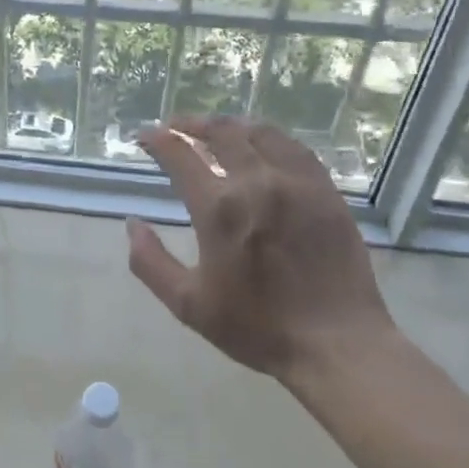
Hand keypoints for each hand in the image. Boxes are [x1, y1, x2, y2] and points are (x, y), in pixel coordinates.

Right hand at [127, 117, 395, 386]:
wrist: (336, 343)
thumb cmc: (258, 328)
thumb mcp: (189, 305)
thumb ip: (151, 263)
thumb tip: (132, 224)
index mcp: (218, 209)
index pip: (179, 155)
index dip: (157, 139)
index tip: (145, 136)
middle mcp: (255, 182)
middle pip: (219, 131)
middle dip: (191, 124)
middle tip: (176, 127)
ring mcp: (295, 182)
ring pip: (258, 132)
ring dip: (230, 125)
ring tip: (216, 129)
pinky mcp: (324, 190)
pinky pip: (294, 147)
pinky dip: (269, 137)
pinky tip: (263, 144)